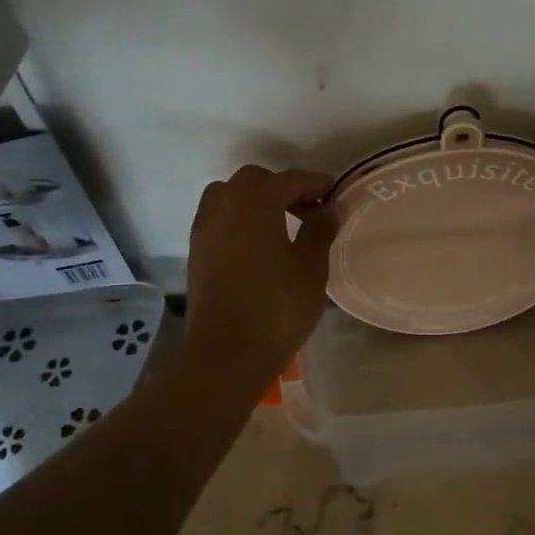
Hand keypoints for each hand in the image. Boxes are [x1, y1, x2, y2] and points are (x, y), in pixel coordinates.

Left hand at [184, 165, 337, 382]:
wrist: (225, 355)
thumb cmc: (276, 307)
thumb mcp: (311, 266)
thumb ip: (321, 229)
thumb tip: (331, 207)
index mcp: (256, 201)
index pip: (291, 179)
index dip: (317, 184)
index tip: (337, 194)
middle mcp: (226, 203)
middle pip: (257, 180)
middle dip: (285, 188)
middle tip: (310, 210)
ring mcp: (206, 226)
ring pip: (231, 194)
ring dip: (257, 200)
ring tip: (283, 224)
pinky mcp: (197, 249)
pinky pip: (220, 216)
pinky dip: (240, 217)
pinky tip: (259, 243)